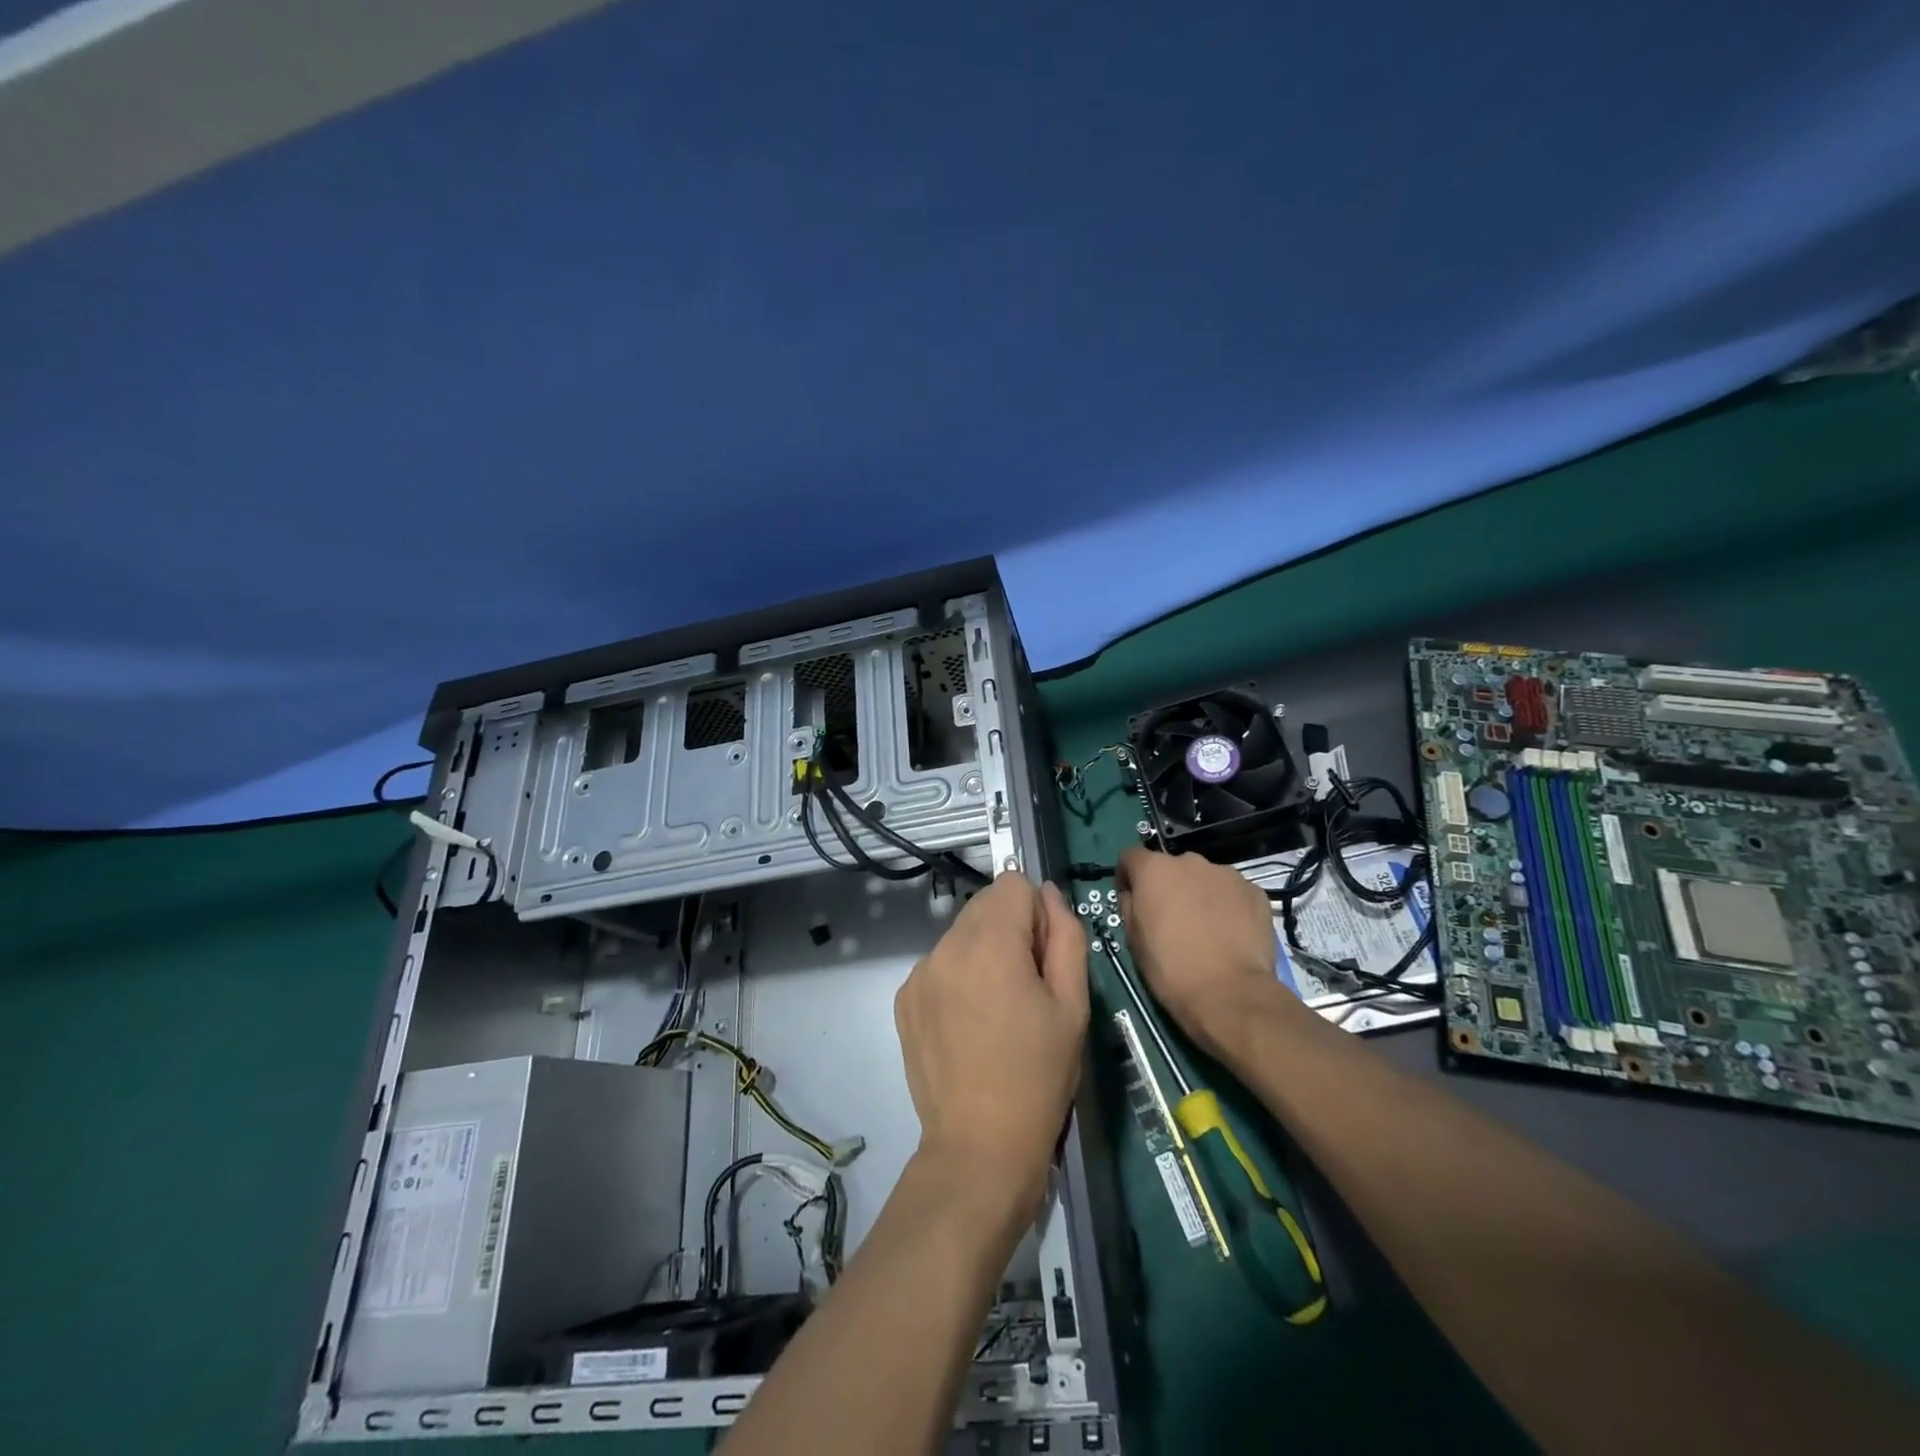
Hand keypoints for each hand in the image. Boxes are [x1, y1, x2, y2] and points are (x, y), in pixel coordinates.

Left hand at [894, 875, 1088, 1210]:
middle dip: (1010, 929)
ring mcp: (918, 972)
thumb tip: (1046, 894)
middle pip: (984, 904)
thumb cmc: (1038, 1075)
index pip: (1013, 883)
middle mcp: (945, 946)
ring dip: (983, 951)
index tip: (1043, 959)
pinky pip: (940, 963)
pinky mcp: (903, 998)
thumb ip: (1065, 934)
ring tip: (997, 1010)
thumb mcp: (1072, 1003)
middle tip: (1026, 987)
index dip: (1037, 914)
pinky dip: (958, 976)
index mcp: (989, 943)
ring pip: (961, 933)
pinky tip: (969, 1024)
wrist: (979, 1145)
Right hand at [1117, 847, 1281, 1052]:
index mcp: (1155, 870)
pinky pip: (1233, 893)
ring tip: (1206, 928)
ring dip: (1199, 894)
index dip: (1127, 876)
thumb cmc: (1170, 968)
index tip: (1131, 898)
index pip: (1131, 856)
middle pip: (1171, 867)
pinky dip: (1228, 906)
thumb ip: (1129, 906)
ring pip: (1205, 879)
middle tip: (1172, 919)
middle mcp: (1190, 861)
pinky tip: (1230, 934)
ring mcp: (1227, 874)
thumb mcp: (1133, 939)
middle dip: (1168, 886)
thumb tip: (1134, 896)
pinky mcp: (1255, 892)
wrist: (1229, 994)